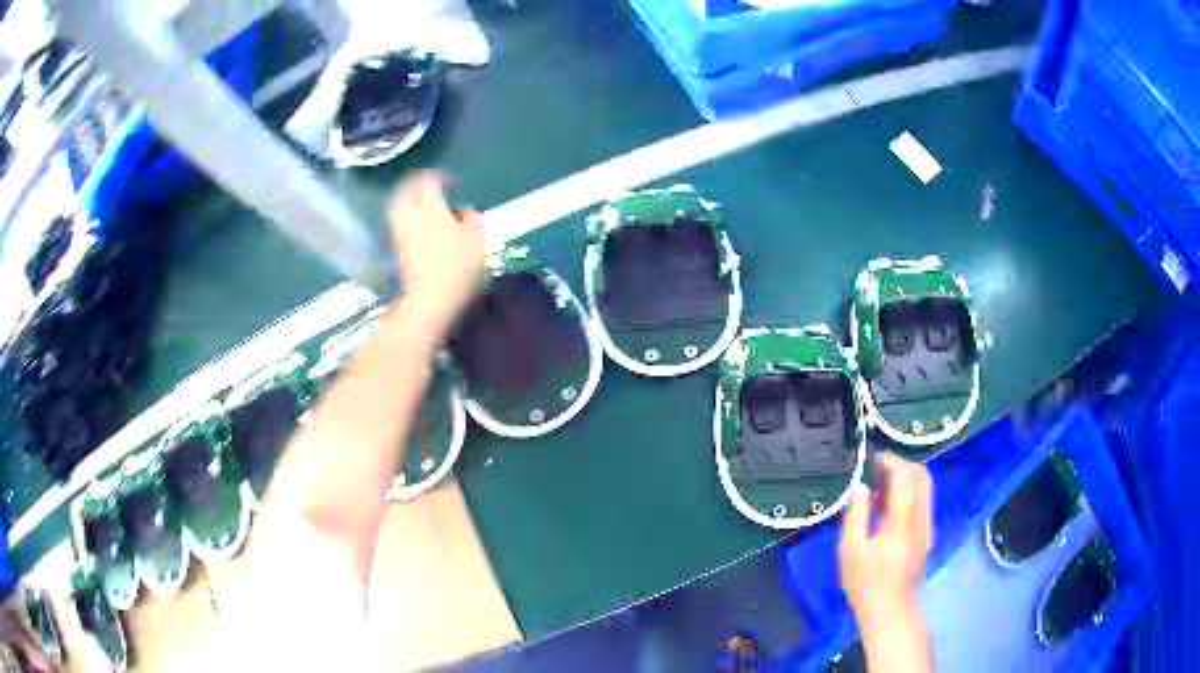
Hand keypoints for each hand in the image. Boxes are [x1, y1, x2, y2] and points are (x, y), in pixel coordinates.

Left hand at [388, 171, 485, 317]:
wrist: (433, 297)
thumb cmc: (459, 267)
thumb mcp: (478, 239)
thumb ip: (472, 220)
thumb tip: (467, 213)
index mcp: (432, 210)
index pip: (429, 182)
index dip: (441, 178)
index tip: (454, 185)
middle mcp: (413, 218)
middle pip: (405, 191)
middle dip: (415, 184)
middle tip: (429, 186)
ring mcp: (404, 234)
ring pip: (398, 208)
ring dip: (408, 200)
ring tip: (422, 203)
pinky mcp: (401, 249)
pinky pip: (400, 224)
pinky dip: (407, 218)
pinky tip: (419, 224)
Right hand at [839, 452, 932, 633]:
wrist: (890, 610)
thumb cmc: (866, 583)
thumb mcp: (851, 550)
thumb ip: (856, 514)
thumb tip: (859, 486)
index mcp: (902, 522)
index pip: (906, 478)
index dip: (891, 462)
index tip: (872, 460)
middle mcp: (921, 520)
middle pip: (922, 477)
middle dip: (902, 465)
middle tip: (877, 469)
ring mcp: (927, 527)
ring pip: (925, 488)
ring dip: (905, 479)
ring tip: (879, 486)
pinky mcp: (926, 536)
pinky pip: (922, 502)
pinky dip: (908, 493)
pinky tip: (887, 506)